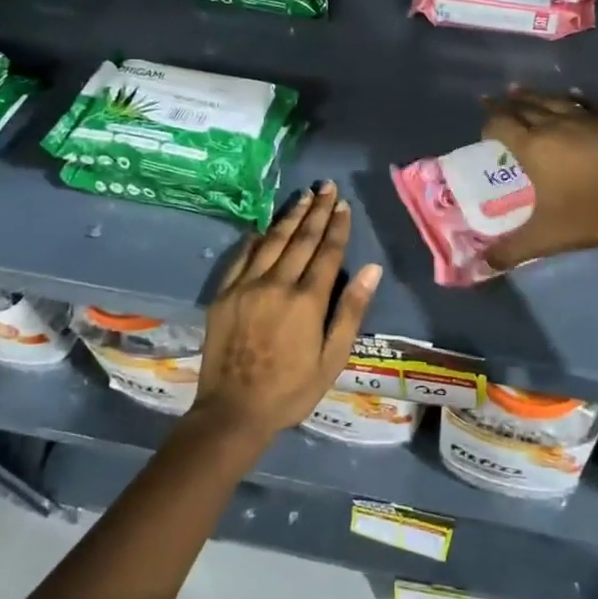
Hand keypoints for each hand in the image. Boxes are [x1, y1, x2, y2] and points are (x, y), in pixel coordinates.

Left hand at [191, 181, 382, 446]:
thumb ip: (350, 311)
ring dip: (290, 216)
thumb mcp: (331, 359)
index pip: (327, 252)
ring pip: (272, 241)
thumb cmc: (291, 390)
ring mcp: (247, 286)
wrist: (233, 411)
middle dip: (316, 211)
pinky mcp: (225, 293)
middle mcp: (277, 283)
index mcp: (307, 300)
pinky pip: (243, 256)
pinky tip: (264, 226)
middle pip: (301, 239)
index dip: (336, 226)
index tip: (343, 204)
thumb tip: (372, 269)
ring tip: (303, 196)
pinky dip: (256, 238)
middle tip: (326, 187)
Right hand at [481, 90, 597, 268]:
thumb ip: (511, 250)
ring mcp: (585, 119)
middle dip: (506, 104)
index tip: (485, 133)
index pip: (500, 124)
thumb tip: (484, 264)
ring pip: (552, 99)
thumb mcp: (545, 237)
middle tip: (494, 100)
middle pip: (523, 106)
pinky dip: (571, 98)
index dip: (489, 125)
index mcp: (532, 146)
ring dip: (533, 95)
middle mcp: (554, 124)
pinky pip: (584, 103)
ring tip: (520, 90)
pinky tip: (572, 96)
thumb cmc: (589, 214)